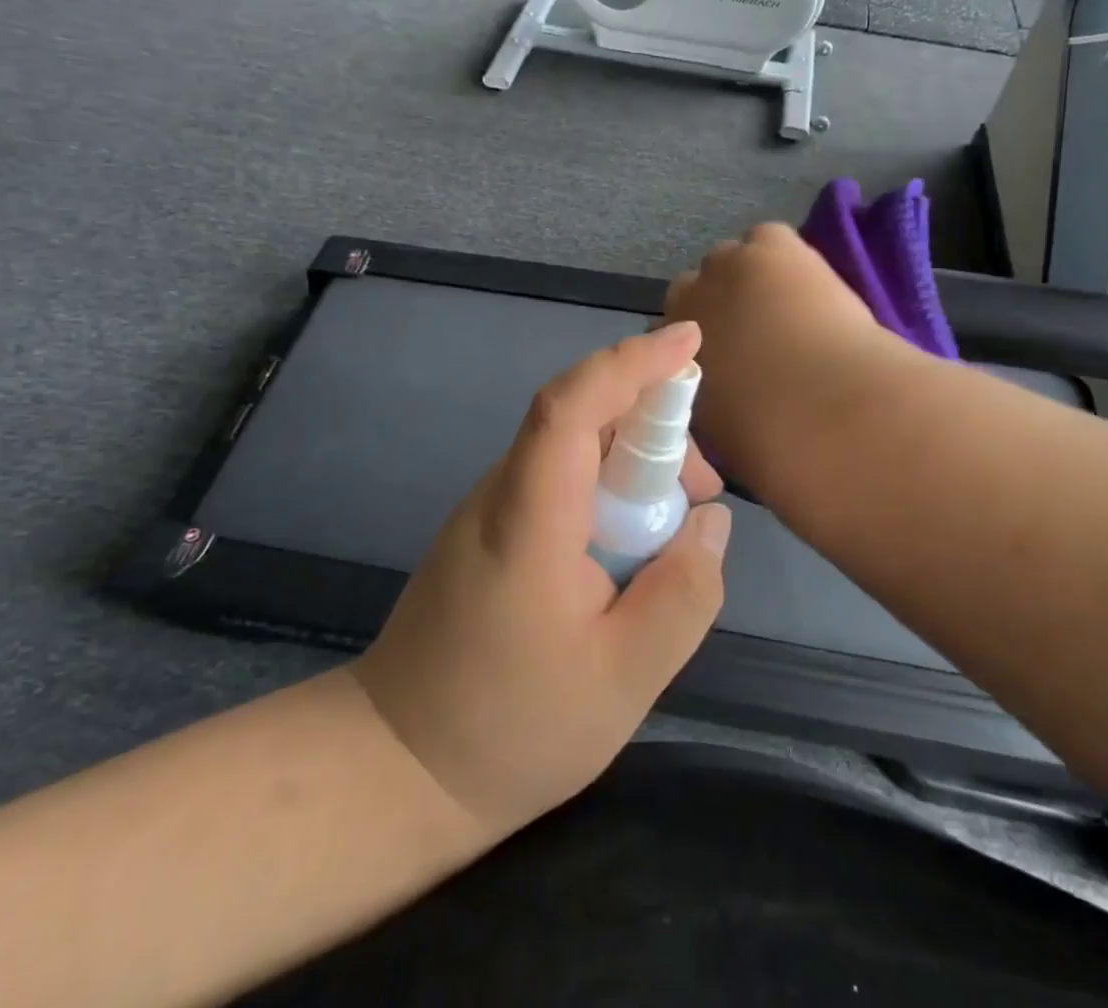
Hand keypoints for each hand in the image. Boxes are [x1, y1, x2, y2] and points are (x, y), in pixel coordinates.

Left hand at [351, 323, 730, 840]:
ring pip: (573, 449)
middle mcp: (502, 493)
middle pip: (580, 418)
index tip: (689, 340)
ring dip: (633, 462)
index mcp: (529, 517)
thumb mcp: (625, 678)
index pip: (574, 405)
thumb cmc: (511, 727)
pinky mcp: (491, 531)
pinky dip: (607, 488)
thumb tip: (711, 521)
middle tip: (703, 488)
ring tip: (676, 525)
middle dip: (653, 426)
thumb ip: (683, 593)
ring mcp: (489, 510)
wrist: (396, 766)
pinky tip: (631, 544)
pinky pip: (559, 480)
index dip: (632, 362)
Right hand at [664, 223, 898, 492]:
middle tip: (756, 334)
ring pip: (729, 262)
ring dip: (749, 280)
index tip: (725, 360)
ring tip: (786, 308)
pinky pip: (766, 240)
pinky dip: (780, 256)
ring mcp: (724, 266)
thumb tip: (719, 393)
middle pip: (691, 290)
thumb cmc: (771, 441)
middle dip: (717, 307)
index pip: (667, 335)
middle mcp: (684, 302)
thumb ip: (705, 401)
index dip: (696, 345)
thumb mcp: (718, 431)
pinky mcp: (767, 246)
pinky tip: (801, 282)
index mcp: (667, 353)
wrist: (827, 412)